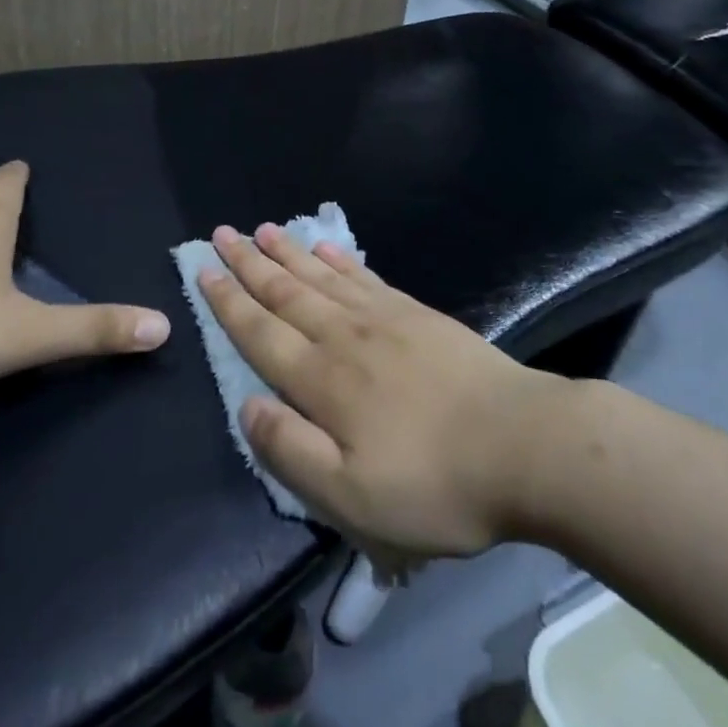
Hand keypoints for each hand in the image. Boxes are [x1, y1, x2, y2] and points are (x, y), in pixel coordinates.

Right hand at [198, 222, 564, 558]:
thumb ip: (291, 451)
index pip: (260, 332)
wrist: (524, 446)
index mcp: (322, 380)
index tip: (203, 269)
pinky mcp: (418, 314)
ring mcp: (385, 318)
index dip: (228, 302)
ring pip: (321, 277)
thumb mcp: (352, 497)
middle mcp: (344, 336)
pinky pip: (365, 277)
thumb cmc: (435, 484)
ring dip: (287, 252)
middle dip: (249, 263)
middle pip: (285, 292)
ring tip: (263, 229)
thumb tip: (246, 406)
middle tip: (222, 232)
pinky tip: (326, 246)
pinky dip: (340, 259)